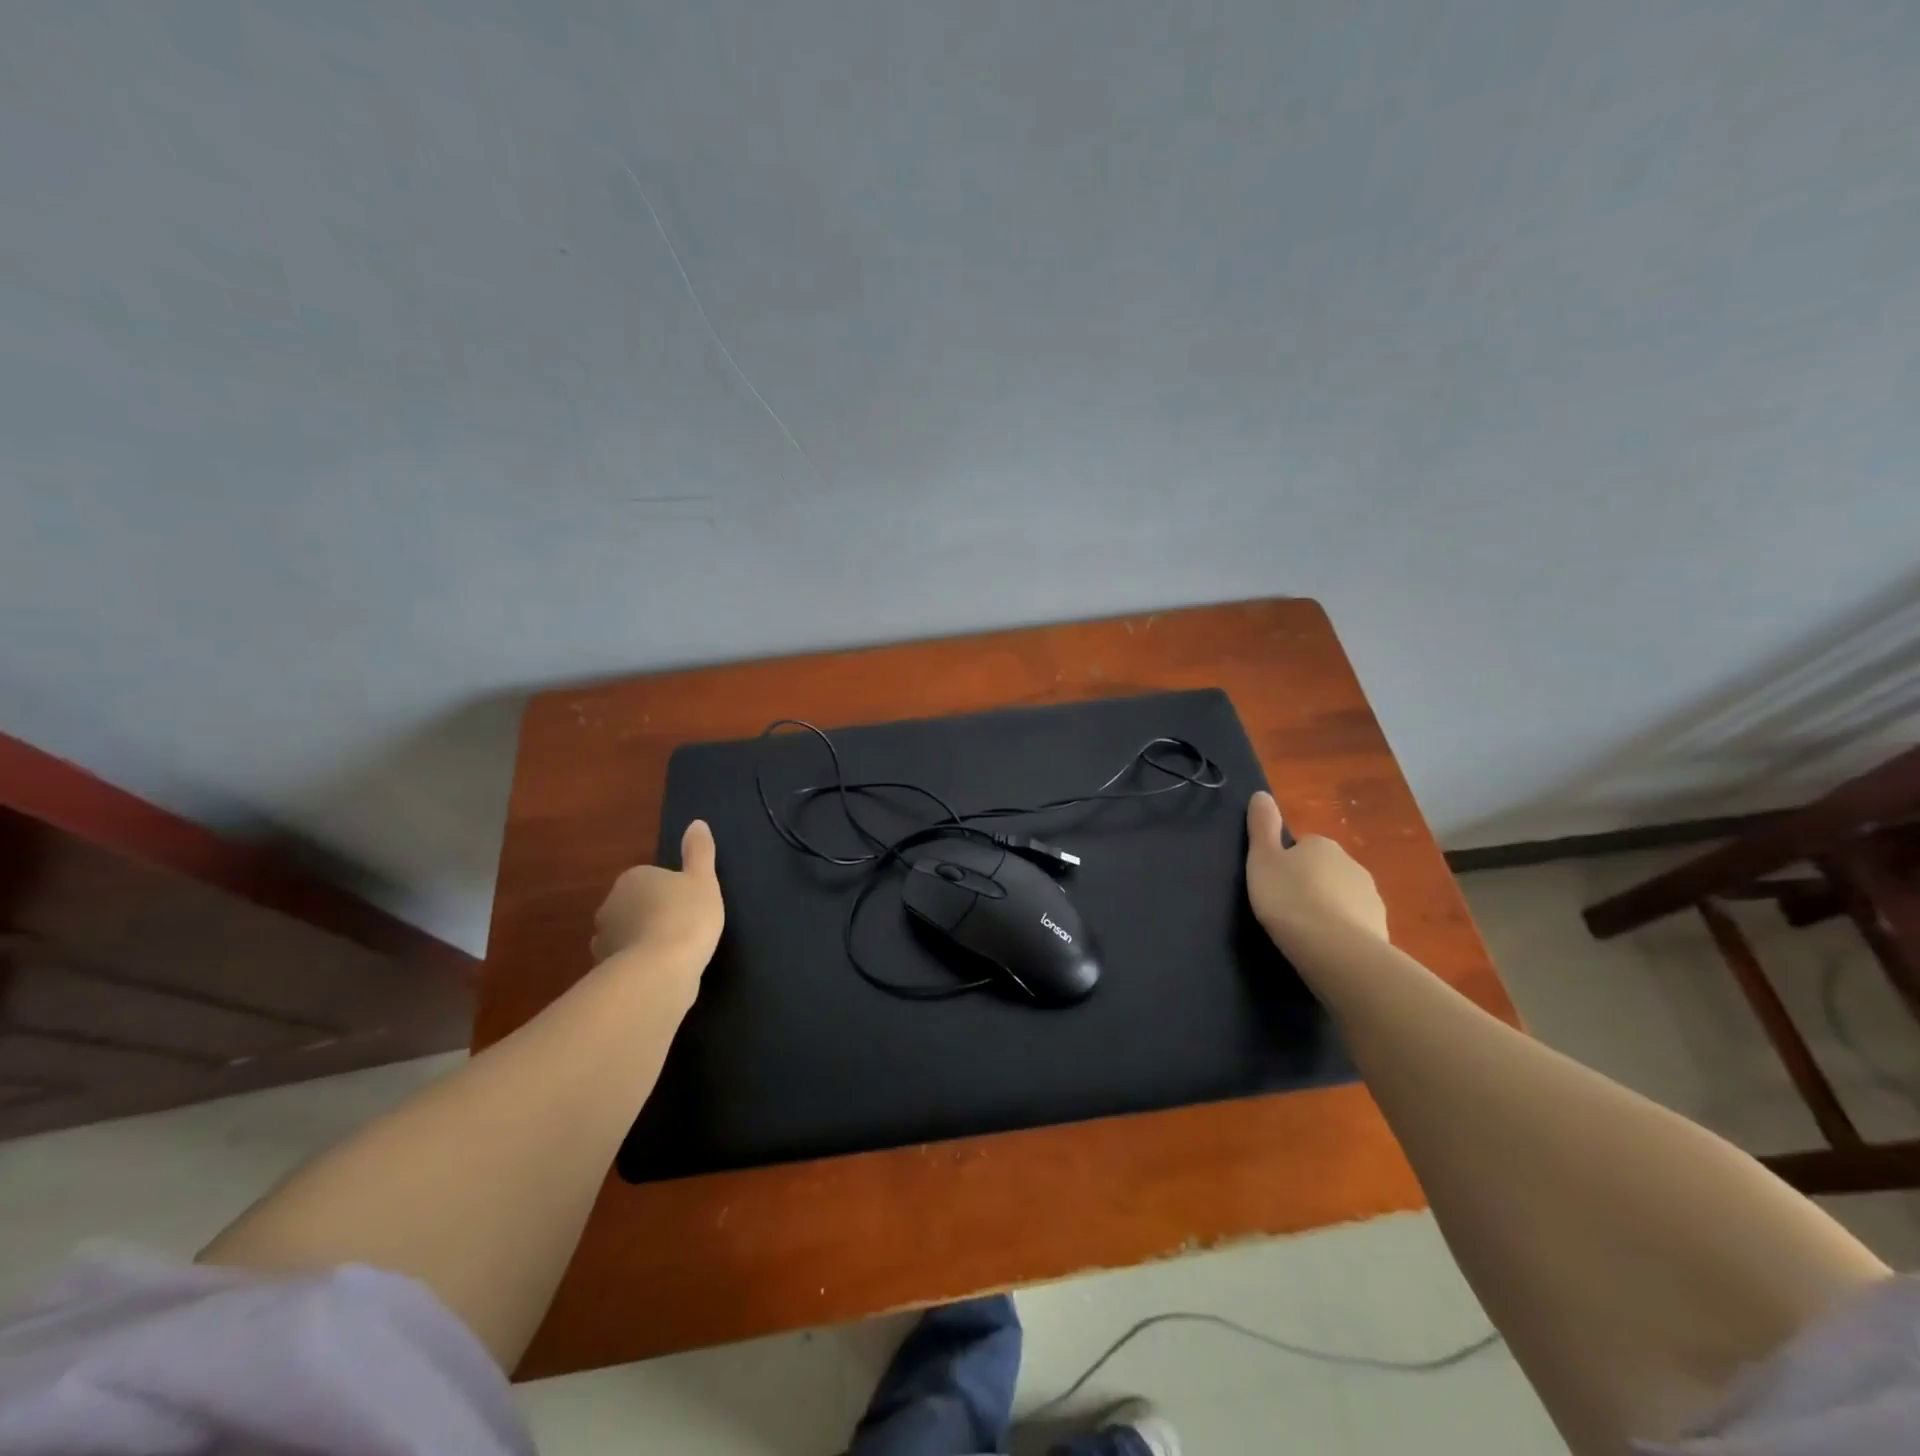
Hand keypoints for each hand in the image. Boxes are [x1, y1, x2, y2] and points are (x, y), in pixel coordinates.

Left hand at [591, 820, 724, 974]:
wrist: (658, 972)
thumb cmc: (685, 917)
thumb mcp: (703, 880)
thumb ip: (699, 852)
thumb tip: (697, 823)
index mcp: (633, 879)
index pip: (650, 878)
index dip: (671, 892)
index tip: (690, 905)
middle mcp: (610, 905)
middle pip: (634, 906)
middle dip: (652, 915)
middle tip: (683, 928)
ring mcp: (604, 941)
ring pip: (627, 935)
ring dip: (643, 941)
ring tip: (672, 955)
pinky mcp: (604, 972)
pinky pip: (625, 963)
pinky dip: (638, 966)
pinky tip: (659, 974)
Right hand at [1245, 791, 1387, 949]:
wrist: (1335, 949)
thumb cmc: (1290, 898)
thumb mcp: (1262, 860)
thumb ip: (1262, 827)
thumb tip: (1261, 794)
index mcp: (1321, 844)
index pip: (1303, 846)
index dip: (1286, 863)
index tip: (1273, 882)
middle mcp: (1351, 863)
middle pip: (1325, 870)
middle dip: (1311, 884)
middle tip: (1286, 907)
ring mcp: (1370, 897)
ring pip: (1343, 897)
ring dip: (1328, 908)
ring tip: (1305, 931)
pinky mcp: (1380, 928)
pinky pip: (1355, 924)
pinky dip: (1342, 931)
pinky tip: (1325, 948)